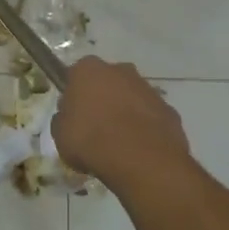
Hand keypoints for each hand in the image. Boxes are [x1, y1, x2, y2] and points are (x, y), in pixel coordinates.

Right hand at [52, 57, 190, 191]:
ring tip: (118, 143)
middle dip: (102, 98)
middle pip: (107, 81)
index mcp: (88, 70)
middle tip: (95, 127)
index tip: (72, 114)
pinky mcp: (168, 108)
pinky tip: (138, 149)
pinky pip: (150, 115)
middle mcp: (120, 70)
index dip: (74, 94)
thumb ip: (64, 119)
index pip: (76, 75)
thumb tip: (70, 117)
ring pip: (131, 97)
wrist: (141, 160)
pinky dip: (144, 127)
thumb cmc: (91, 141)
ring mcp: (148, 88)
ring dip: (125, 112)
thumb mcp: (60, 134)